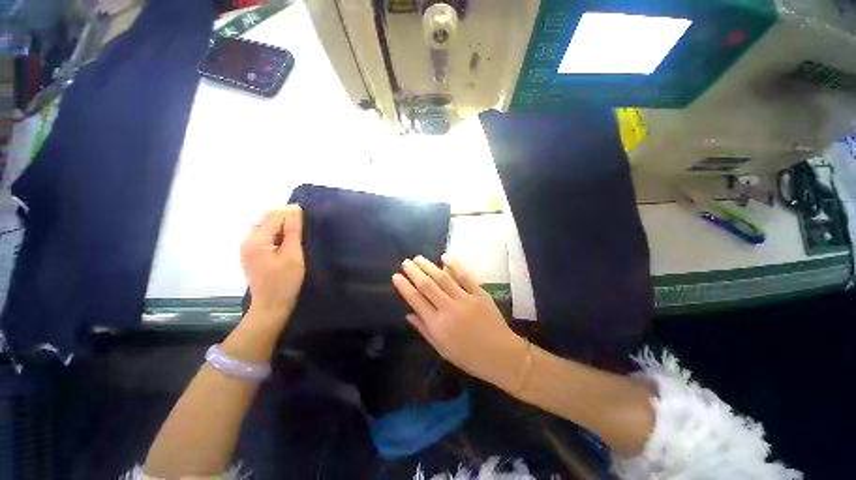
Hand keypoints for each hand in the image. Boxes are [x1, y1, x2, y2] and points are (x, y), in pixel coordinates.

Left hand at [240, 205, 304, 327]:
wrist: (271, 305)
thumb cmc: (285, 281)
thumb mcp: (293, 255)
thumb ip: (293, 231)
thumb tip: (294, 210)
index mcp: (256, 240)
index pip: (274, 216)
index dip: (290, 212)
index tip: (307, 212)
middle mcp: (247, 240)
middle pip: (266, 219)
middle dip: (285, 217)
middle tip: (304, 224)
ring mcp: (247, 247)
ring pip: (265, 226)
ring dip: (281, 224)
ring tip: (298, 231)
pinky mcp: (251, 253)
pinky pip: (264, 235)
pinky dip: (276, 232)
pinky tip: (287, 239)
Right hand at [392, 254, 525, 387]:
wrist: (501, 356)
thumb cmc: (469, 357)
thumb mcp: (442, 349)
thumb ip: (424, 330)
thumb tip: (408, 314)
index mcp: (437, 325)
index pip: (415, 300)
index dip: (404, 287)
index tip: (396, 276)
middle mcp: (448, 309)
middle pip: (427, 285)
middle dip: (414, 272)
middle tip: (405, 262)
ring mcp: (465, 299)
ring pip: (443, 277)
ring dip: (429, 266)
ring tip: (418, 258)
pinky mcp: (479, 294)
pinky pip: (465, 276)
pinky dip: (454, 265)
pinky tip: (445, 256)